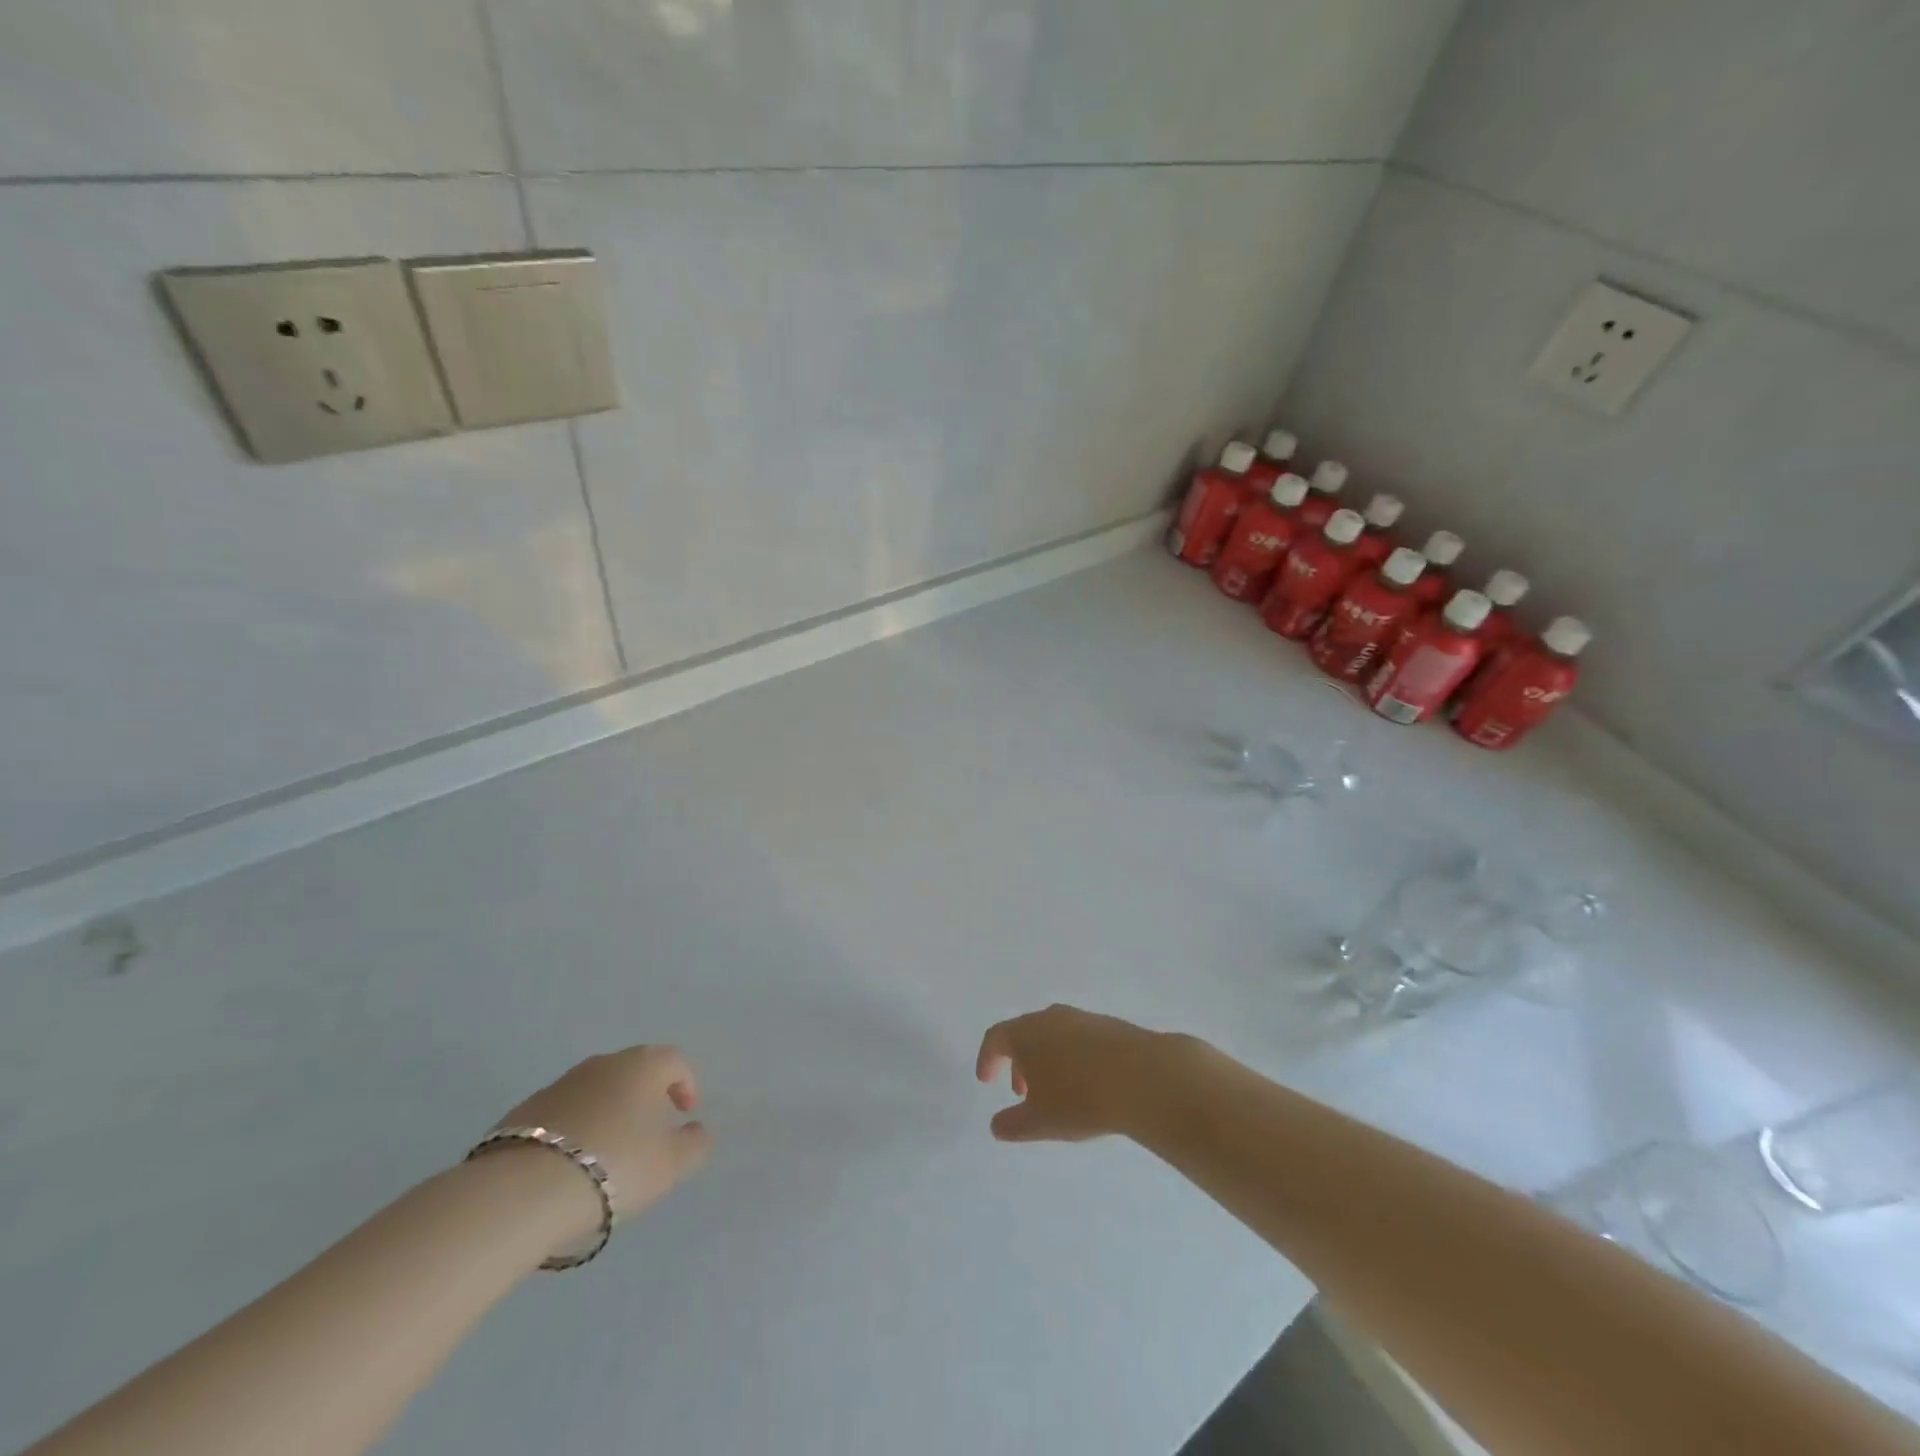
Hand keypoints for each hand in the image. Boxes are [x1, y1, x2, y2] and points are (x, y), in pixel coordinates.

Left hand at [492, 1046, 712, 1225]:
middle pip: (634, 1071)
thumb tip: (699, 1131)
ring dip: (607, 1112)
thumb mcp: (670, 1164)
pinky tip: (568, 1166)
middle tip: (648, 1134)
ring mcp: (559, 1084)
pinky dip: (573, 1130)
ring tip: (606, 1154)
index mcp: (643, 1066)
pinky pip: (562, 1114)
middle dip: (645, 1097)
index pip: (675, 1061)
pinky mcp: (522, 1112)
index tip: (685, 1116)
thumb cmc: (614, 1167)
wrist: (521, 1192)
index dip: (686, 1085)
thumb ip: (694, 1145)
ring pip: (595, 1091)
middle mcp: (603, 1064)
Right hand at [974, 1004, 1175, 1142]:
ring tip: (1057, 1091)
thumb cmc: (1080, 1098)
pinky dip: (1073, 1057)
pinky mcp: (1110, 1026)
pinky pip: (1080, 1039)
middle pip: (1025, 1033)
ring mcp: (1082, 1018)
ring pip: (1054, 1035)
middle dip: (1019, 1062)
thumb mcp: (1040, 1122)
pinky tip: (1088, 1083)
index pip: (996, 1037)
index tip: (986, 1079)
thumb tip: (996, 1126)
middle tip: (1022, 1092)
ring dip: (1047, 1060)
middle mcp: (1051, 1017)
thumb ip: (1012, 1124)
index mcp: (1026, 1033)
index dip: (987, 1058)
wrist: (1143, 1077)